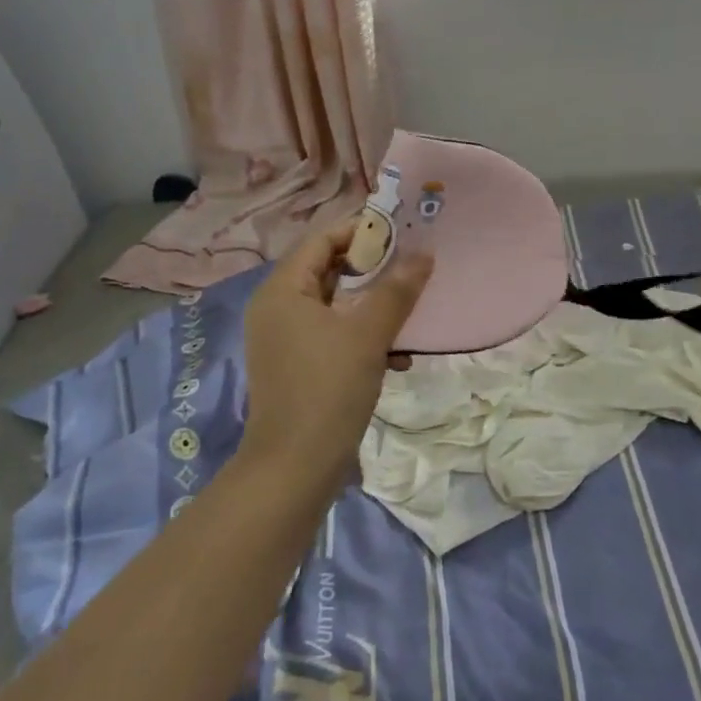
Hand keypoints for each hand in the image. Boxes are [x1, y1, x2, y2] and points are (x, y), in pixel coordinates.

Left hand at [239, 220, 432, 491]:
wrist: (295, 468)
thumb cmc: (327, 389)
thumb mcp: (367, 335)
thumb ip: (396, 291)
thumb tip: (424, 255)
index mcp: (283, 290)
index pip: (322, 240)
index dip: (361, 231)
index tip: (402, 232)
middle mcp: (277, 308)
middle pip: (328, 271)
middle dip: (372, 270)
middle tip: (412, 267)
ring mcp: (284, 340)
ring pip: (335, 306)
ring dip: (372, 307)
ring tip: (410, 313)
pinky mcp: (296, 367)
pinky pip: (332, 336)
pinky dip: (362, 338)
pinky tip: (397, 357)